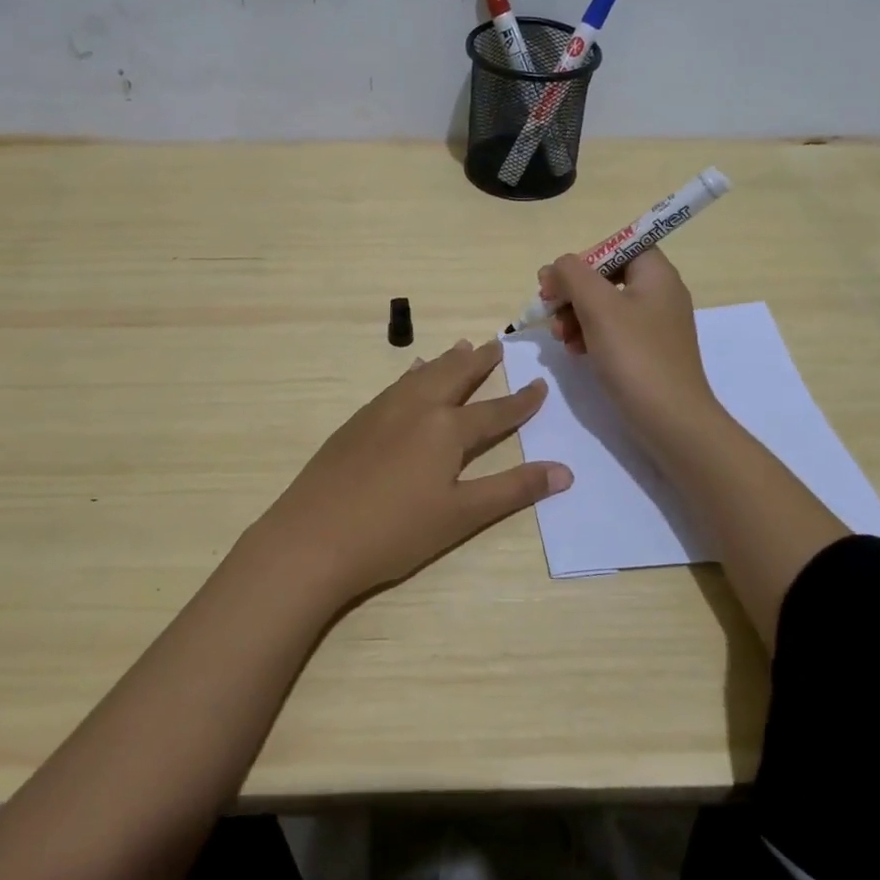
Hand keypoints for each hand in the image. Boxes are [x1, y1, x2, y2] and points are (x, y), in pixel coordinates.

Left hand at [255, 339, 571, 605]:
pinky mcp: (357, 421)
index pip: (494, 411)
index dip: (521, 401)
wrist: (314, 536)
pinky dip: (413, 374)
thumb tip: (564, 471)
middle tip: (496, 344)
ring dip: (445, 361)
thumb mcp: (462, 516)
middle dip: (479, 361)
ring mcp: (382, 410)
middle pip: (454, 376)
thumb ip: (512, 489)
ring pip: (422, 374)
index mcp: (446, 429)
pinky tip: (411, 375)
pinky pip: (396, 385)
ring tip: (460, 347)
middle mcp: (417, 407)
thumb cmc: (395, 531)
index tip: (540, 385)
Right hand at [540, 248, 721, 454]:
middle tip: (549, 308)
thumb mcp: (598, 307)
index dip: (586, 257)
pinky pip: (612, 331)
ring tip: (560, 337)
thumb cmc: (635, 356)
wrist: (671, 421)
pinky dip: (589, 335)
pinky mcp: (647, 351)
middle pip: (607, 276)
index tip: (559, 279)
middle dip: (573, 290)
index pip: (619, 245)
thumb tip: (559, 265)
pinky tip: (574, 351)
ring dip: (575, 315)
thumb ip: (573, 275)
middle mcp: (659, 293)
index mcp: (657, 274)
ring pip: (605, 305)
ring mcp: (654, 325)